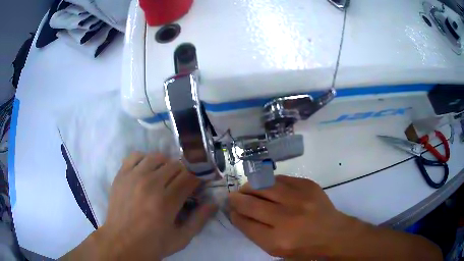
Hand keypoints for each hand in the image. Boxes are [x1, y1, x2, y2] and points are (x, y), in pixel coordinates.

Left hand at [96, 152, 216, 259]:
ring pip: (157, 157)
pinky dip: (145, 159)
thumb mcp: (181, 239)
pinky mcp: (121, 175)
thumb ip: (199, 220)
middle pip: (176, 165)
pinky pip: (136, 155)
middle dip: (185, 173)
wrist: (121, 242)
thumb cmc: (152, 244)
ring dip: (166, 165)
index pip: (190, 177)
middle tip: (183, 185)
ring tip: (165, 178)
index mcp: (167, 202)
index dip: (199, 178)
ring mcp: (133, 177)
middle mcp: (150, 184)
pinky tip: (147, 171)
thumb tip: (214, 203)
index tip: (200, 184)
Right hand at [228, 175, 350, 258]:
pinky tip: (267, 186)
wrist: (333, 234)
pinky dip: (269, 182)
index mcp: (277, 240)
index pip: (245, 223)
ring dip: (250, 187)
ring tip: (247, 189)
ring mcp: (299, 199)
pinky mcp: (308, 185)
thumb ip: (255, 233)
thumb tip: (239, 214)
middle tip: (233, 197)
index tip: (231, 210)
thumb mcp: (276, 250)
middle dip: (236, 199)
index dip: (234, 215)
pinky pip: (280, 179)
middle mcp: (287, 218)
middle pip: (251, 203)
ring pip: (264, 186)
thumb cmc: (303, 247)